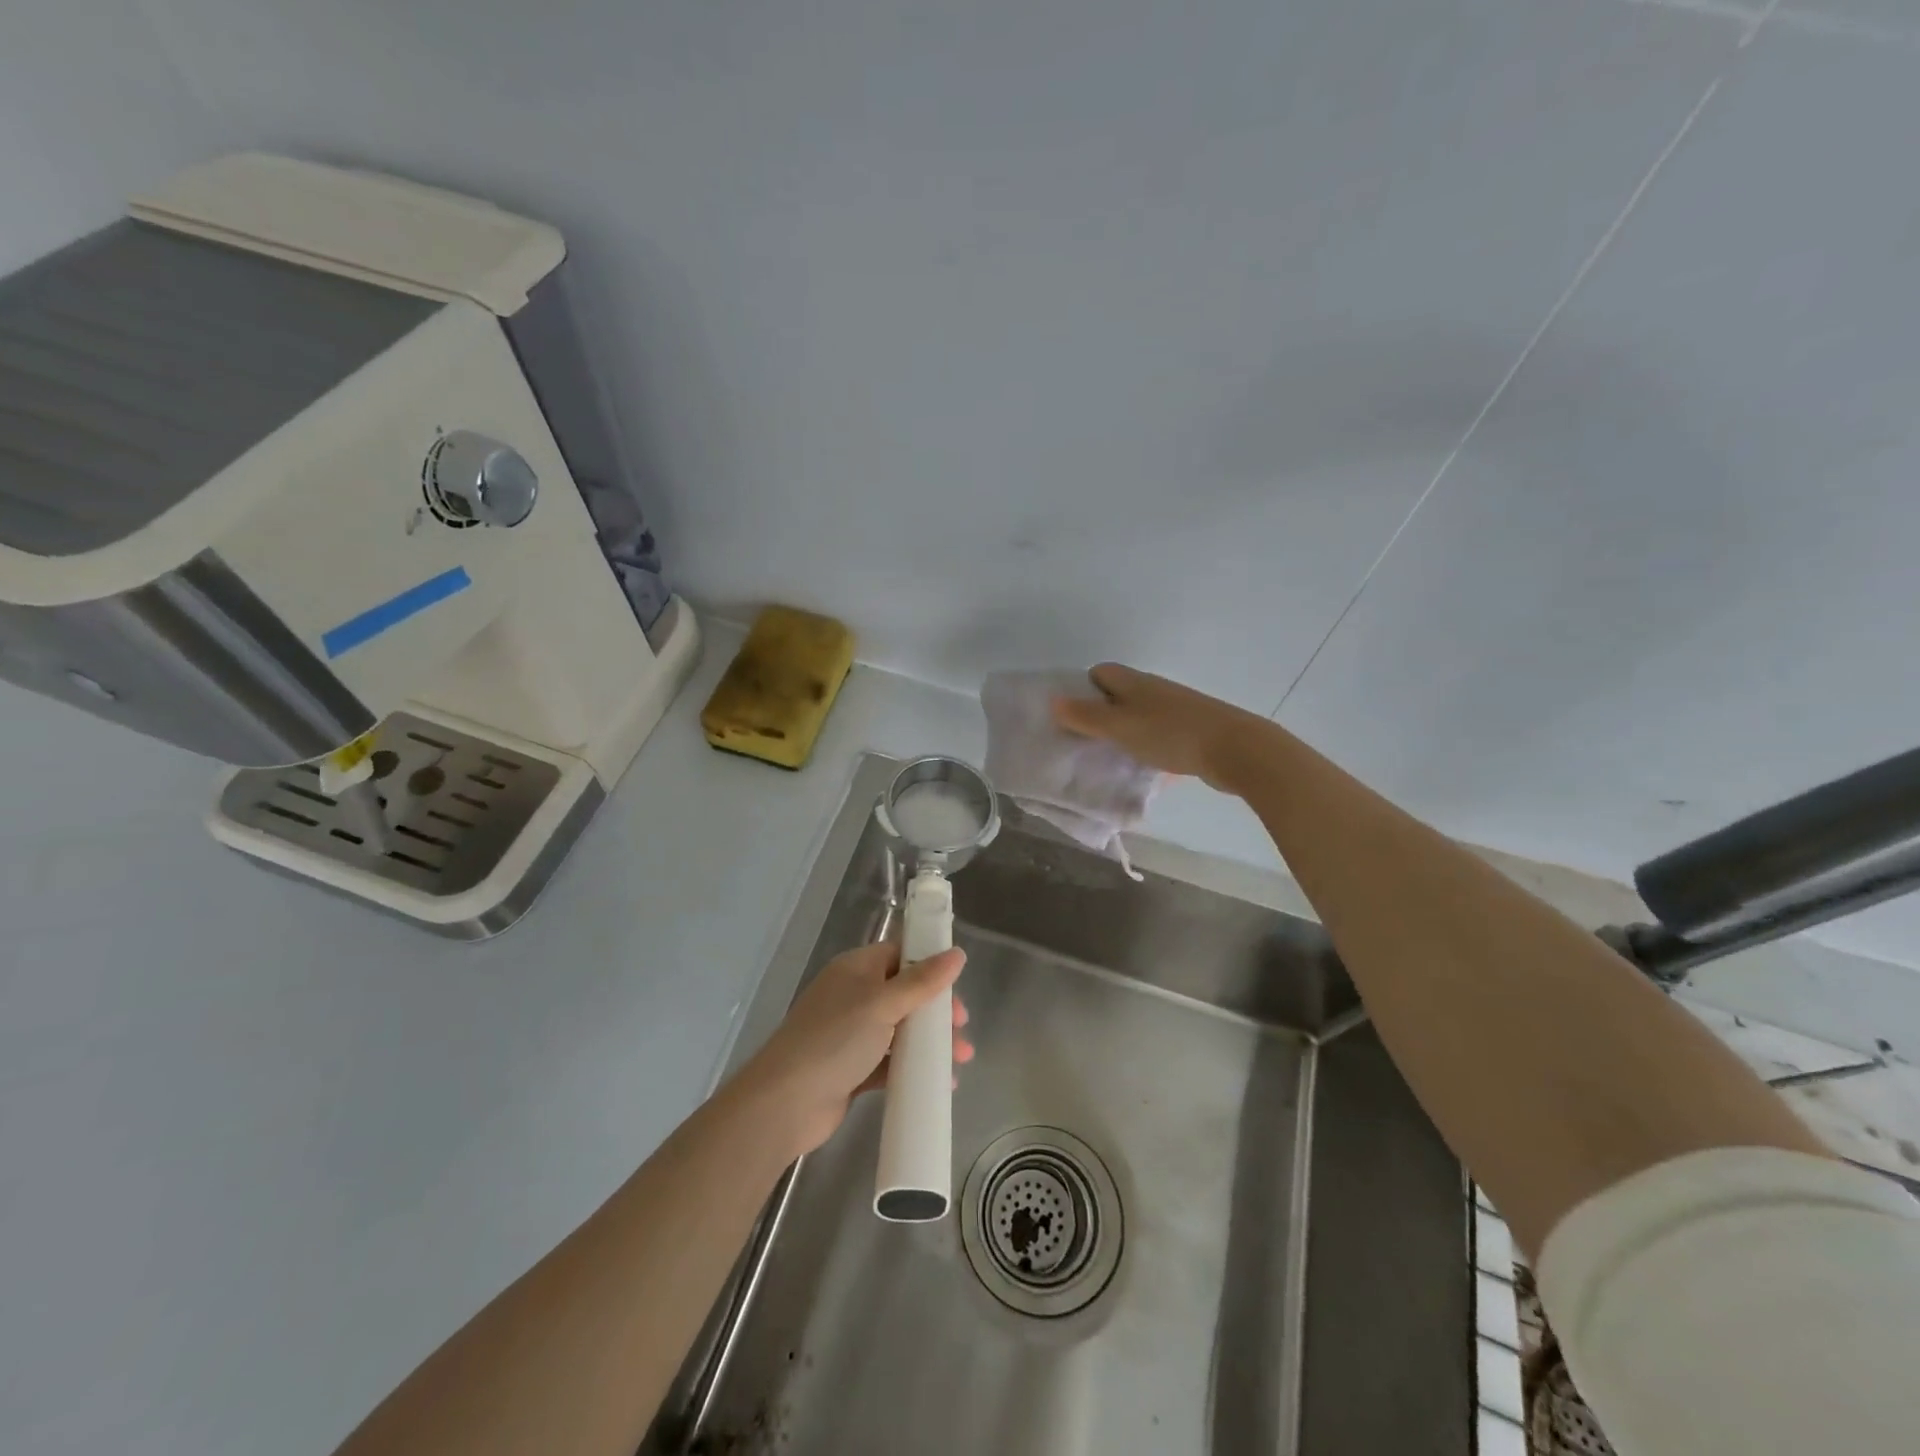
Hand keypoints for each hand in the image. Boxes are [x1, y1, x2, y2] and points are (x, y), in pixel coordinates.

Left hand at [732, 942, 972, 1158]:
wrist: (785, 1103)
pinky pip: (890, 1062)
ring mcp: (851, 1034)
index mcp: (856, 969)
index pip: (900, 955)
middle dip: (936, 1010)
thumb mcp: (883, 1004)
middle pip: (905, 993)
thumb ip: (922, 981)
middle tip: (961, 1028)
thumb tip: (957, 953)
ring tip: (960, 1060)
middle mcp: (853, 996)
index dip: (930, 966)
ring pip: (900, 1029)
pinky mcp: (852, 1069)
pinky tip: (939, 1082)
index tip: (957, 986)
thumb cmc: (835, 1040)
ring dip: (930, 1041)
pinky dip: (913, 1068)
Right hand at [1052, 663, 1266, 789]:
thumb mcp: (1120, 727)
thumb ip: (1085, 716)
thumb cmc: (1171, 734)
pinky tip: (1144, 768)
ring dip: (1124, 733)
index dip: (1081, 690)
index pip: (1099, 673)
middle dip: (1100, 715)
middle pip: (1118, 695)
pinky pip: (1159, 734)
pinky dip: (1147, 747)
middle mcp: (1154, 689)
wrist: (1235, 749)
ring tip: (1111, 757)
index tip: (1071, 718)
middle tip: (1085, 742)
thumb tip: (1053, 700)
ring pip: (1139, 716)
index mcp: (1134, 682)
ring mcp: (1176, 709)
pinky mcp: (1193, 730)